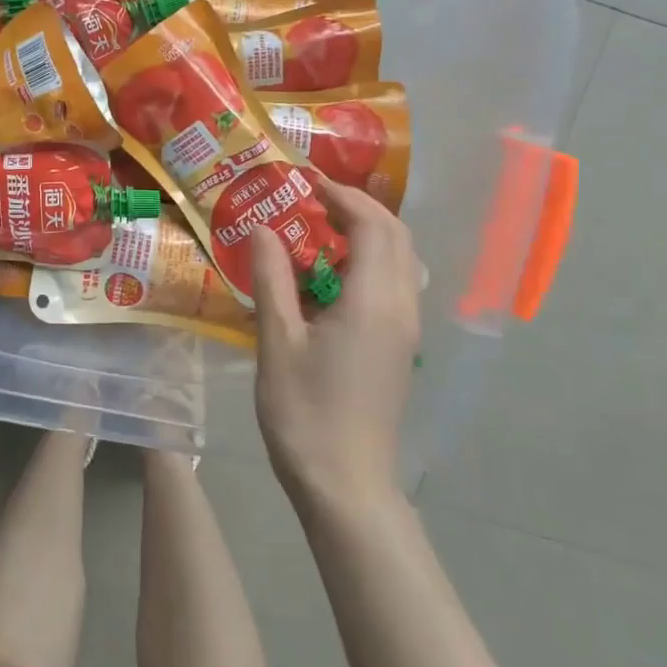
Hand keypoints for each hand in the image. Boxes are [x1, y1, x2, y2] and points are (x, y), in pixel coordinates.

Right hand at [251, 180, 421, 511]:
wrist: (346, 484)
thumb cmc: (305, 412)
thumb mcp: (277, 341)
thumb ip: (272, 278)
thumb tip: (260, 228)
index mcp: (373, 301)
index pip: (371, 225)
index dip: (341, 196)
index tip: (304, 183)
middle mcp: (401, 307)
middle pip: (395, 237)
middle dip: (358, 208)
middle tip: (310, 200)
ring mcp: (405, 330)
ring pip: (398, 261)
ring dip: (365, 235)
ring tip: (315, 232)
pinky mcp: (399, 348)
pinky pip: (391, 286)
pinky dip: (365, 264)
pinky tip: (326, 280)